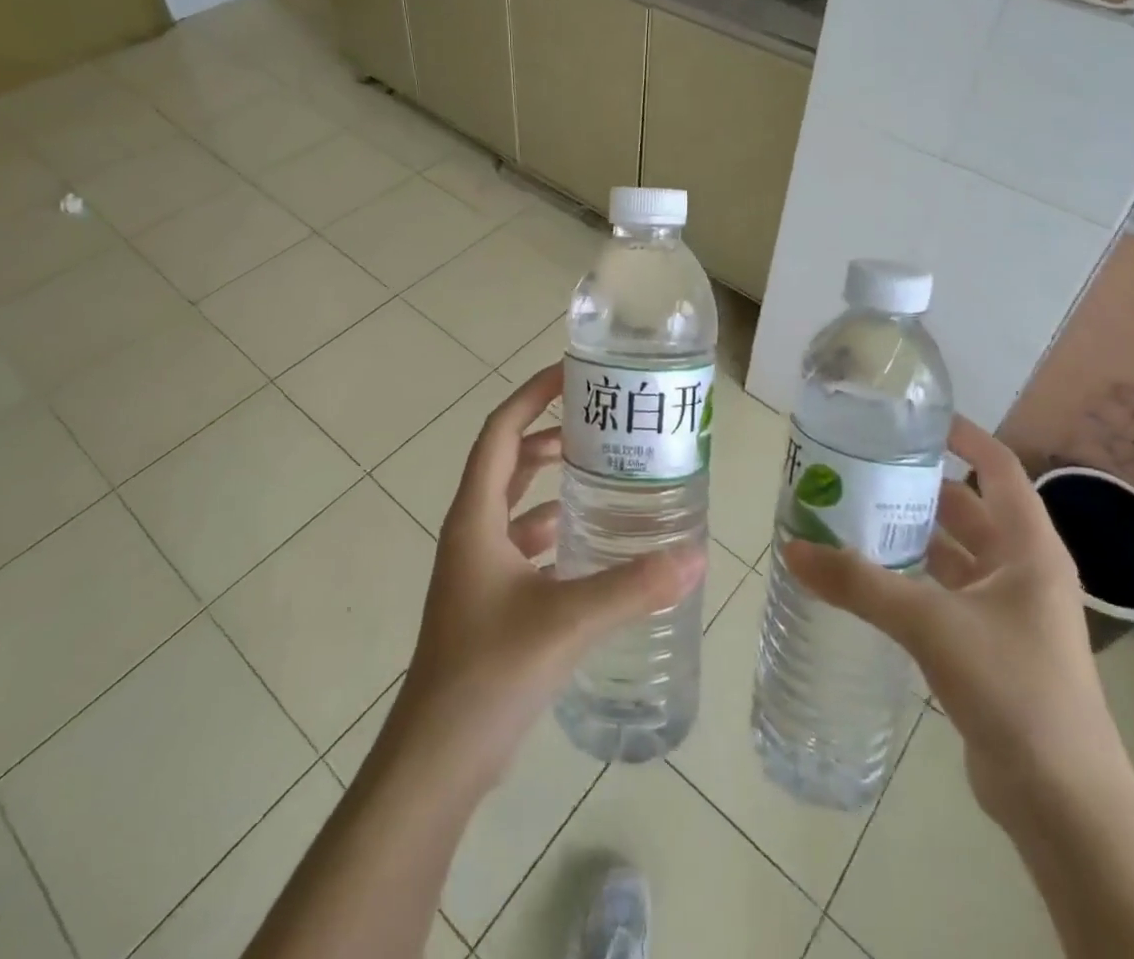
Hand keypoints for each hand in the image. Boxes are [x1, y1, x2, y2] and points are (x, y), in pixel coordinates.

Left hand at [387, 365, 705, 785]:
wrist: (436, 759)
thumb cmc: (489, 672)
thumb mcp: (567, 621)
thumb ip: (633, 587)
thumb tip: (696, 555)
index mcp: (476, 517)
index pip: (501, 432)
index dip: (531, 395)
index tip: (571, 373)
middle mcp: (472, 532)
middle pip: (508, 462)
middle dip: (549, 434)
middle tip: (600, 423)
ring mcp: (477, 568)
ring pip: (515, 505)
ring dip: (552, 483)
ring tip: (604, 473)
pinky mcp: (488, 600)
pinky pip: (522, 544)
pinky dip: (552, 530)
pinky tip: (591, 543)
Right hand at [783, 416, 1123, 826]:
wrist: (1064, 804)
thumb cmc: (1014, 689)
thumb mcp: (931, 624)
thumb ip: (860, 585)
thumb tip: (792, 547)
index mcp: (1029, 548)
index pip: (998, 467)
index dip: (962, 435)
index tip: (911, 418)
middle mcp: (1022, 570)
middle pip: (967, 507)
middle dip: (917, 486)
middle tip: (859, 467)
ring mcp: (1007, 611)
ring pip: (952, 553)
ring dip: (909, 535)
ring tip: (851, 514)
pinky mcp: (989, 647)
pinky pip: (943, 593)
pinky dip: (910, 579)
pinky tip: (867, 578)